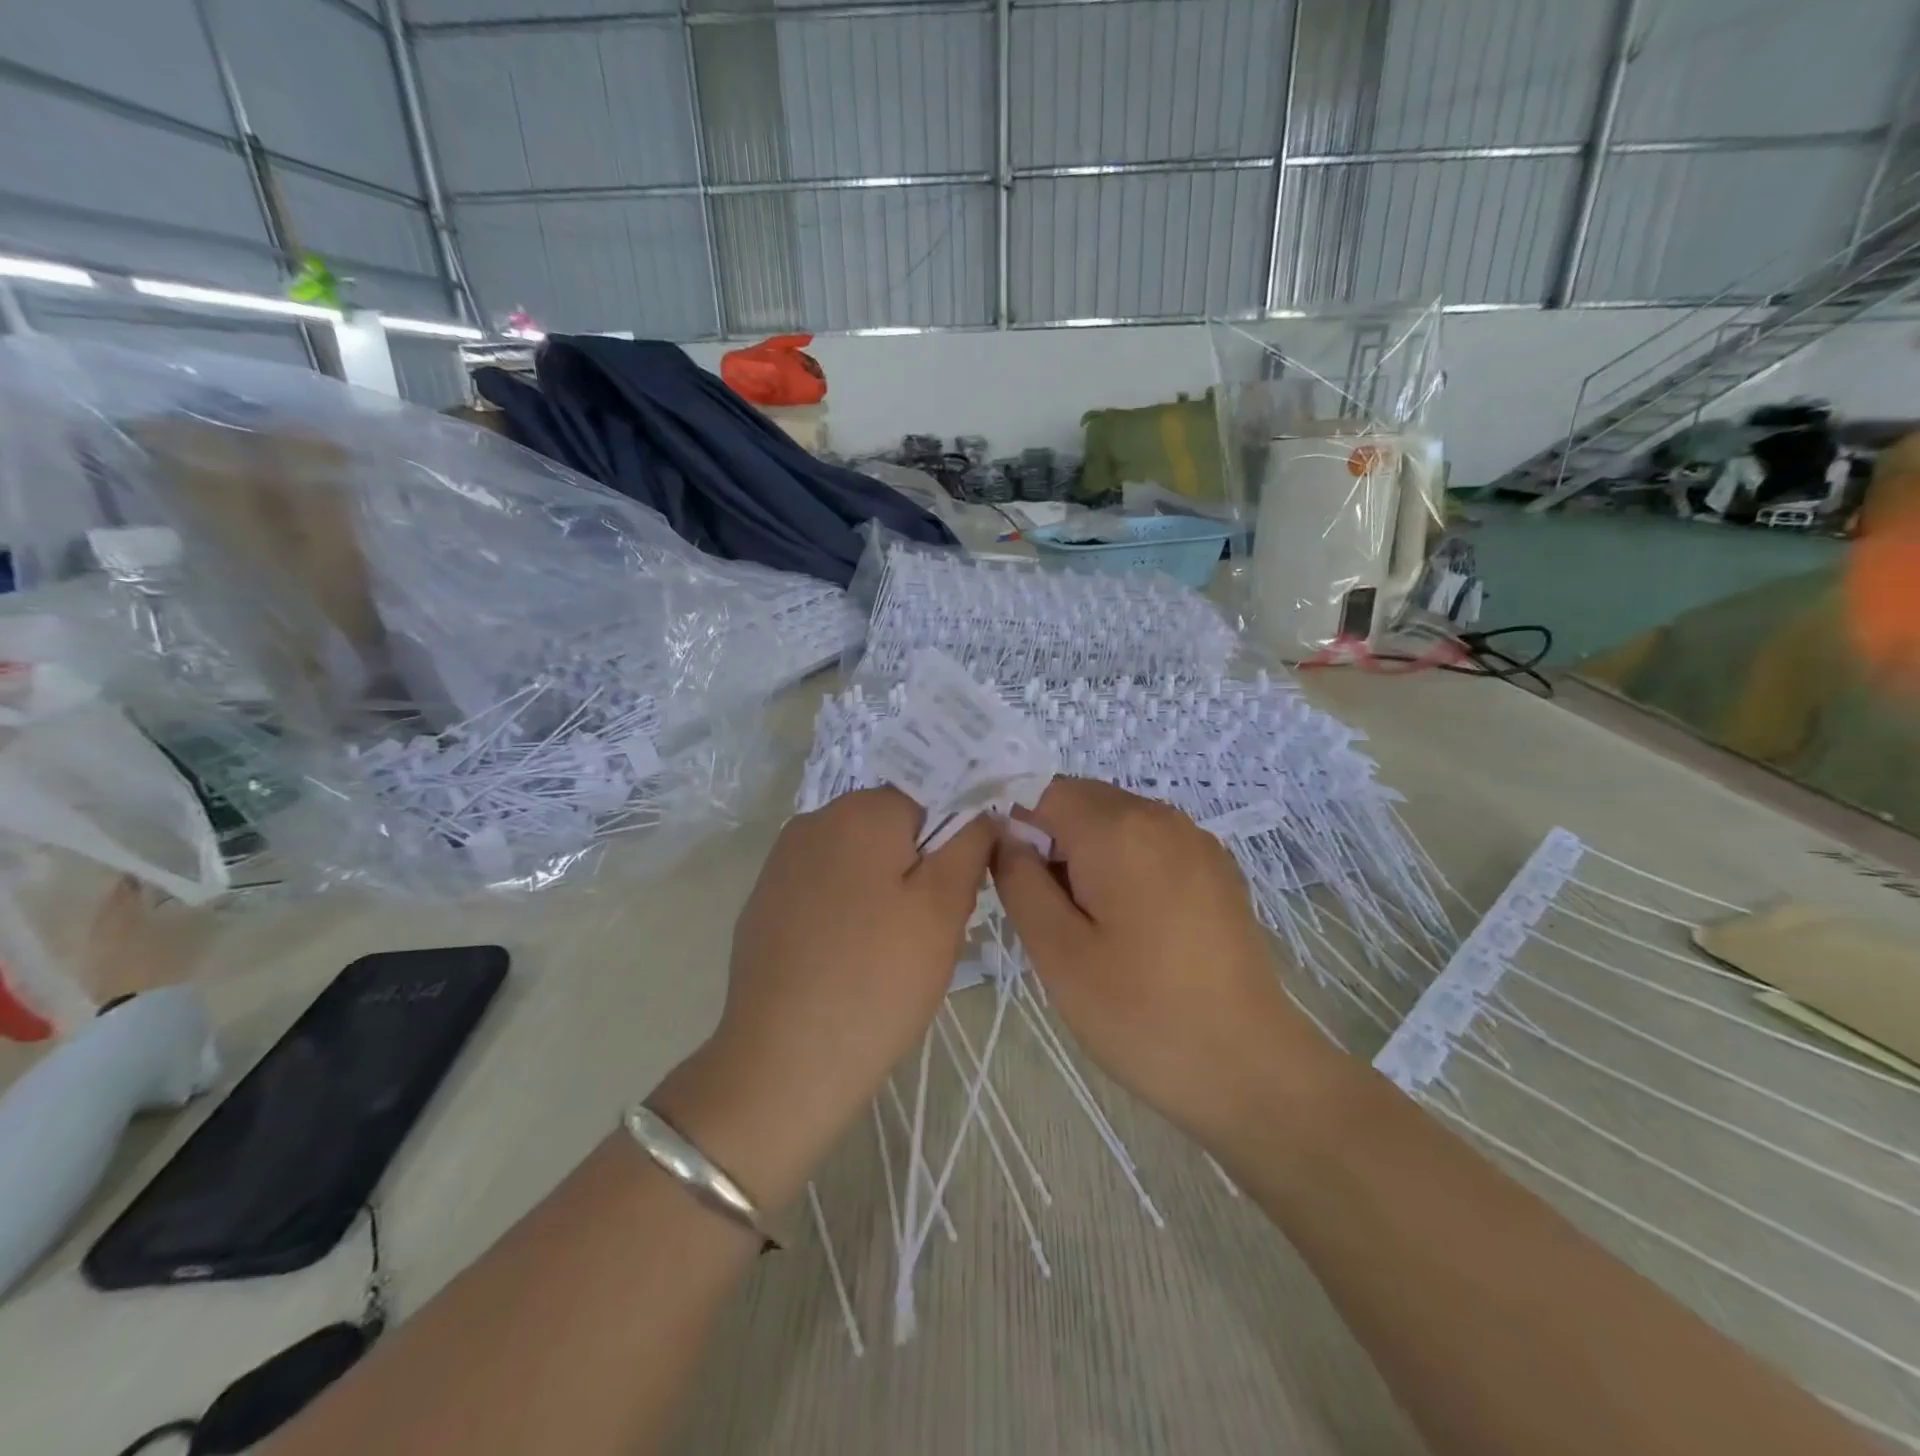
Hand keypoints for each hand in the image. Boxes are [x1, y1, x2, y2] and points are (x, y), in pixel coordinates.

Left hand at [653, 789, 992, 1208]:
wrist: (784, 1062)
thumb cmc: (878, 979)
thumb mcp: (944, 907)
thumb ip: (970, 843)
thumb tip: (982, 811)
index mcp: (860, 810)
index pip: (930, 800)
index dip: (953, 844)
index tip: (956, 897)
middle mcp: (814, 820)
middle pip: (892, 828)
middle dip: (919, 867)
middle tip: (927, 930)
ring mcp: (781, 862)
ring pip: (859, 859)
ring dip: (883, 890)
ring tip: (888, 951)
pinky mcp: (764, 902)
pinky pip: (825, 888)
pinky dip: (846, 911)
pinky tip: (847, 960)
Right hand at [990, 779, 1318, 1143]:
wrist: (1248, 1067)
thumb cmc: (1139, 1012)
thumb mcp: (1056, 951)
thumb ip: (1019, 880)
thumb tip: (1004, 836)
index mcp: (1118, 828)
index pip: (1043, 791)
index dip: (1014, 824)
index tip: (1009, 879)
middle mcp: (1161, 816)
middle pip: (1082, 801)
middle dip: (1051, 841)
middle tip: (1048, 912)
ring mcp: (1196, 840)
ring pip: (1116, 822)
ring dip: (1087, 855)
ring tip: (1089, 926)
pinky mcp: (1217, 869)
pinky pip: (1151, 844)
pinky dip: (1125, 865)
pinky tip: (1133, 927)